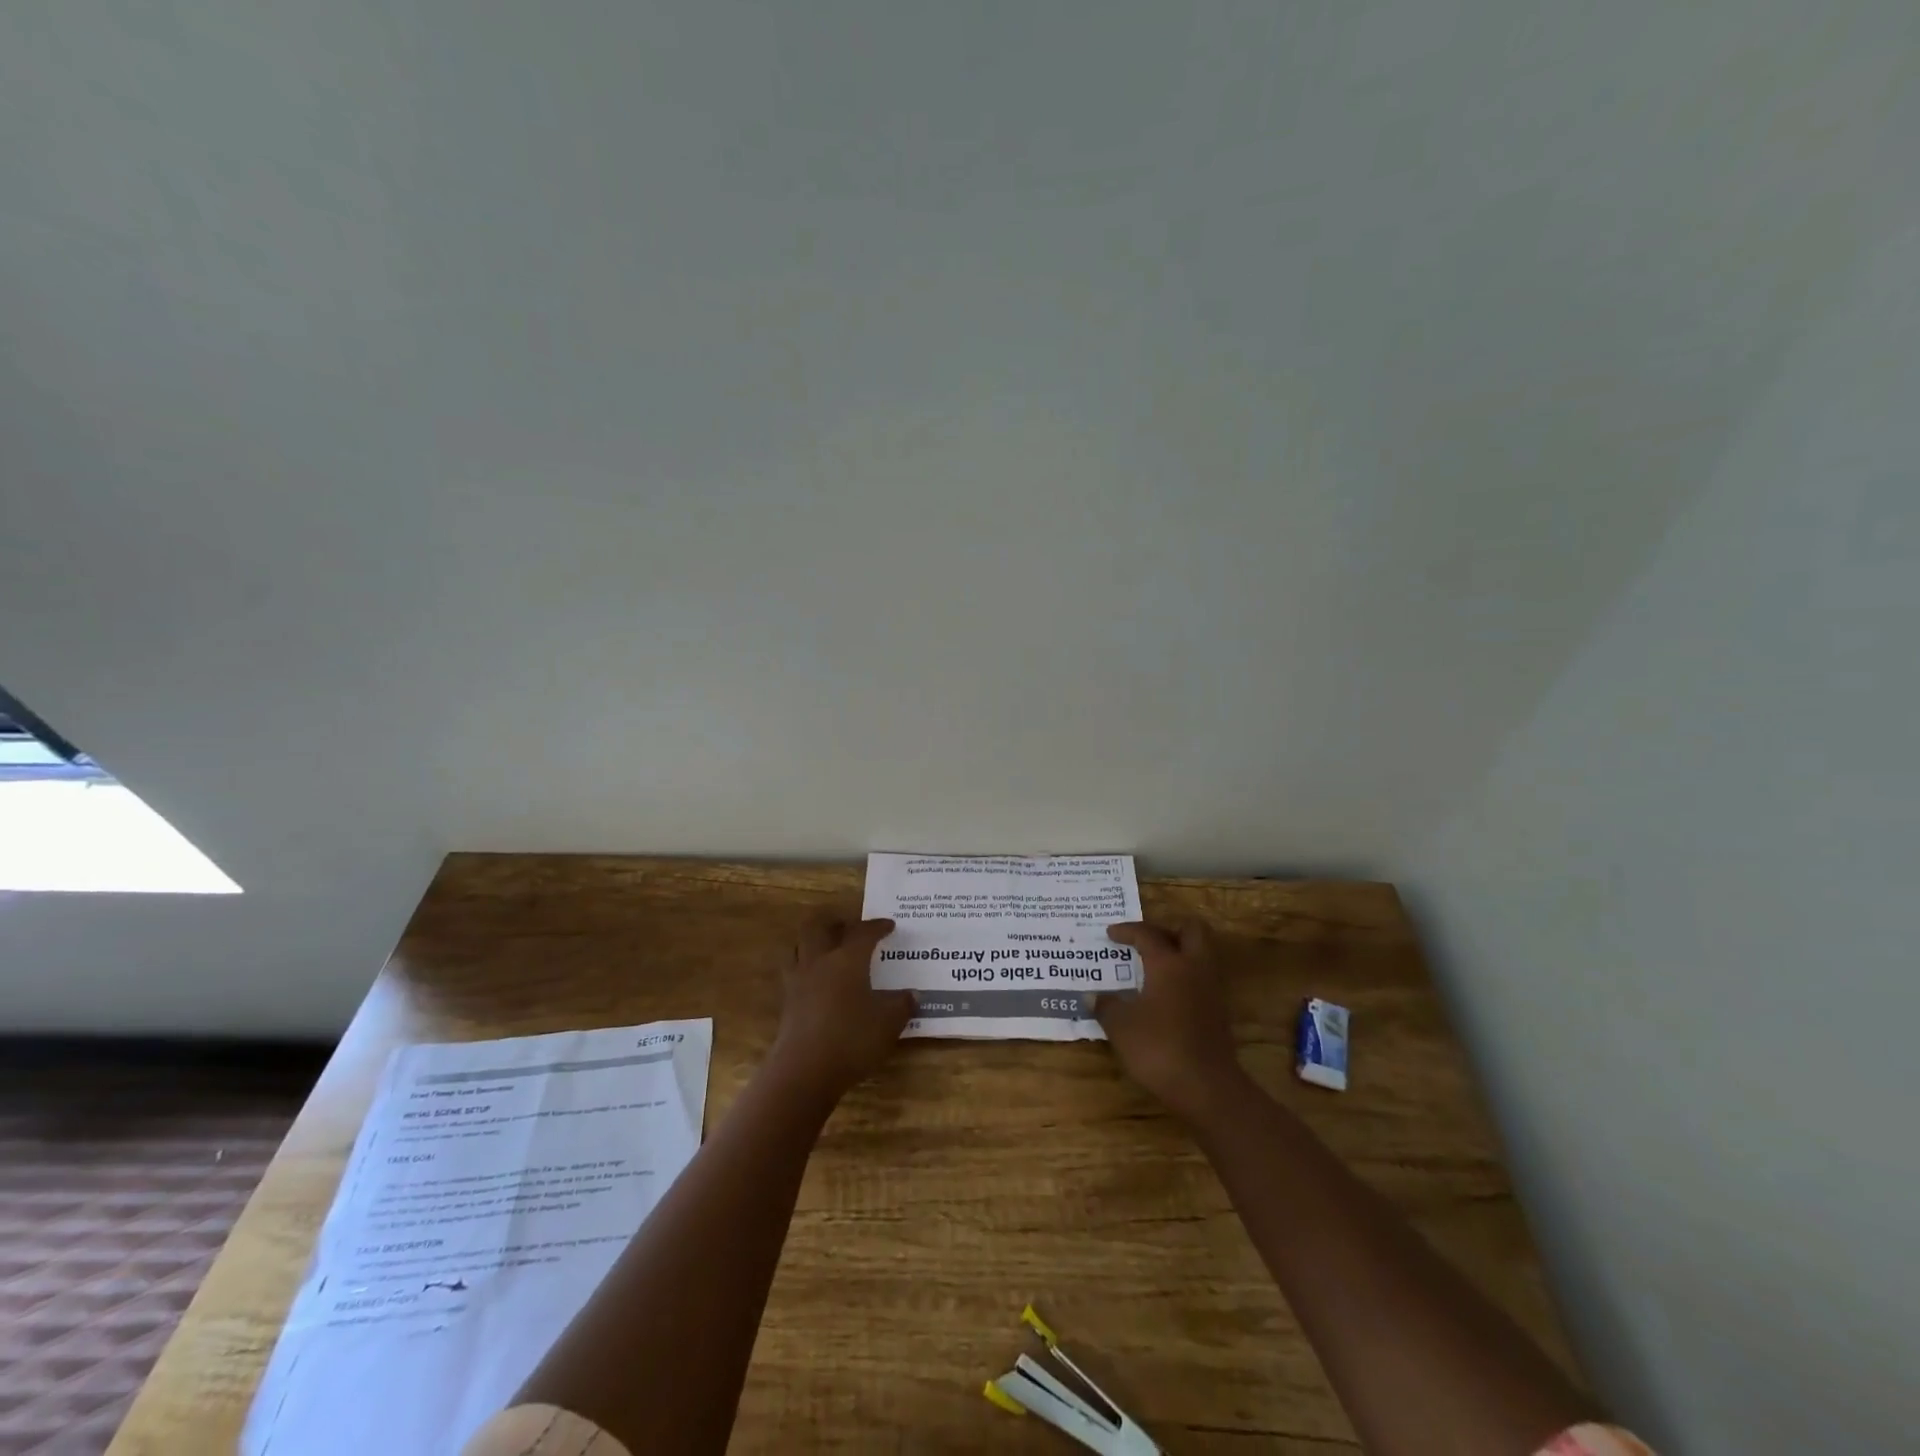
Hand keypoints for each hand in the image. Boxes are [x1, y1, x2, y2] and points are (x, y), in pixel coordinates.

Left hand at [767, 913, 914, 1101]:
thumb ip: (902, 1004)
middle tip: (850, 926)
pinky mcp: (787, 1002)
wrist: (804, 1071)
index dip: (877, 926)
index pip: (863, 932)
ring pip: (799, 946)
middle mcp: (820, 962)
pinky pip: (794, 971)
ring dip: (813, 941)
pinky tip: (816, 981)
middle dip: (834, 921)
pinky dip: (805, 967)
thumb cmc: (852, 1039)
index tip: (889, 925)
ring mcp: (798, 981)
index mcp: (847, 959)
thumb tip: (913, 994)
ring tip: (827, 947)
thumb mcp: (889, 1023)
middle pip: (818, 927)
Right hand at [1095, 920, 1244, 1120]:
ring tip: (1153, 967)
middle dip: (1168, 929)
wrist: (1207, 1087)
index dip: (1127, 930)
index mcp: (1169, 963)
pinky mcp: (1218, 1012)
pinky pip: (1201, 979)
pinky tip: (1164, 994)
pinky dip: (1184, 977)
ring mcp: (1211, 990)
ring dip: (1179, 953)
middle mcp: (1194, 968)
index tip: (1110, 934)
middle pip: (1192, 930)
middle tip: (1146, 942)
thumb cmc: (1159, 1047)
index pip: (1147, 934)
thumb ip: (1106, 1006)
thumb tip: (1093, 996)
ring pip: (1201, 954)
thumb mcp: (1121, 1026)